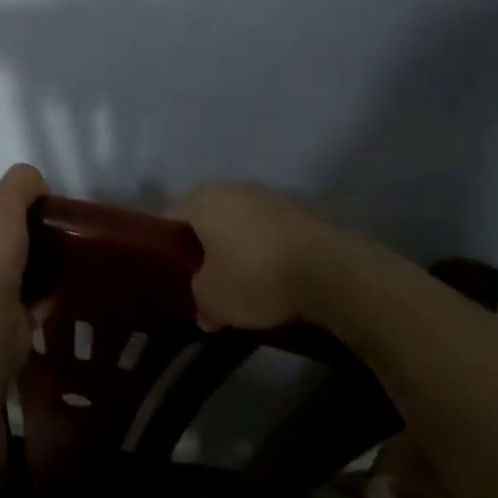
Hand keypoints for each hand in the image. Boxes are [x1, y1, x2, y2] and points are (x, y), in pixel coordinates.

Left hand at [0, 164, 50, 352]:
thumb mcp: (0, 207)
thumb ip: (18, 187)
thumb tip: (37, 184)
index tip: (14, 219)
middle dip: (5, 256)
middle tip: (39, 241)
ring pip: (1, 291)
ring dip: (25, 280)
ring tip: (54, 263)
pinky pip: (24, 314)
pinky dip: (41, 303)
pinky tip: (61, 289)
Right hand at [170, 181, 330, 330]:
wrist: (330, 270)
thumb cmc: (255, 276)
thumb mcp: (213, 299)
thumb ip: (199, 300)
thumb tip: (204, 309)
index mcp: (202, 199)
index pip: (170, 220)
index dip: (167, 250)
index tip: (173, 278)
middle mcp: (233, 187)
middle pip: (208, 220)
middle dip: (205, 249)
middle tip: (205, 283)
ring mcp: (270, 195)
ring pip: (241, 225)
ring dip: (239, 249)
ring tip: (243, 285)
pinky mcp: (301, 211)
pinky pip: (270, 233)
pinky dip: (267, 251)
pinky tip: (274, 279)